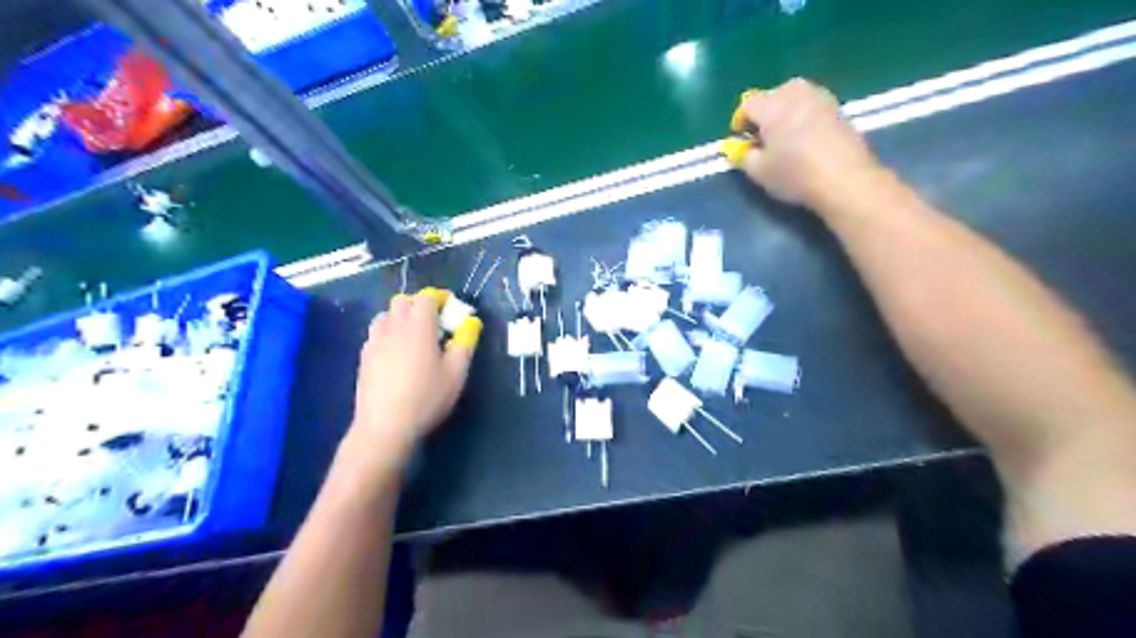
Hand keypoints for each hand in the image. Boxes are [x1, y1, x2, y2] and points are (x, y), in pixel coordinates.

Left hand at [351, 292, 481, 465]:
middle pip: (403, 300)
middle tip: (435, 322)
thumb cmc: (427, 398)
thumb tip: (471, 322)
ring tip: (414, 335)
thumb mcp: (456, 374)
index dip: (439, 298)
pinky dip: (389, 331)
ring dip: (401, 316)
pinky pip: (377, 332)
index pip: (426, 297)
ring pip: (386, 314)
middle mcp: (394, 327)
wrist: (385, 426)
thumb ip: (465, 343)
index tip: (450, 310)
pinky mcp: (364, 356)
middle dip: (419, 304)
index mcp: (419, 327)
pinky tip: (397, 352)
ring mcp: (375, 341)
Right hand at [723, 77, 881, 208]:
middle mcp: (796, 95)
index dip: (740, 120)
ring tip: (785, 133)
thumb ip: (744, 156)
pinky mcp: (839, 109)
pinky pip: (814, 105)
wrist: (844, 178)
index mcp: (772, 107)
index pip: (748, 104)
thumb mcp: (759, 172)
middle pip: (773, 93)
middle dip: (765, 110)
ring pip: (796, 95)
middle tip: (763, 134)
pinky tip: (807, 136)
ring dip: (787, 109)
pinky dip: (805, 115)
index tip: (741, 138)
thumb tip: (743, 149)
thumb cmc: (794, 175)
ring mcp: (821, 98)